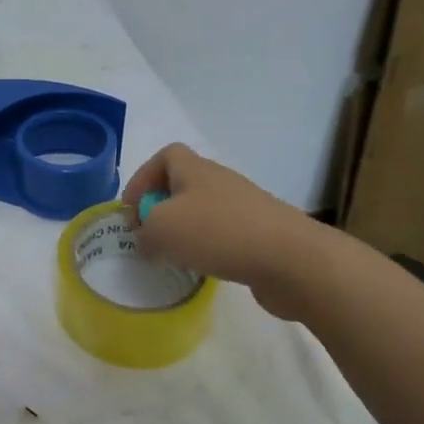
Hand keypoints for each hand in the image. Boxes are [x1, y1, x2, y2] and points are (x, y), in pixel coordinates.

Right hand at [121, 143, 345, 320]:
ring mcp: (244, 208)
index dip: (143, 177)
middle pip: (183, 184)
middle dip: (161, 207)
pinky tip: (204, 268)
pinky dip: (208, 248)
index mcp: (195, 170)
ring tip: (172, 256)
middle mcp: (220, 182)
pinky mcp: (261, 235)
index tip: (131, 208)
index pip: (165, 156)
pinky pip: (223, 234)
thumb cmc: (218, 233)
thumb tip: (145, 235)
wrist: (292, 260)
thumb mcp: (161, 228)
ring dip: (183, 230)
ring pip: (203, 211)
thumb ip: (143, 229)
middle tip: (147, 235)